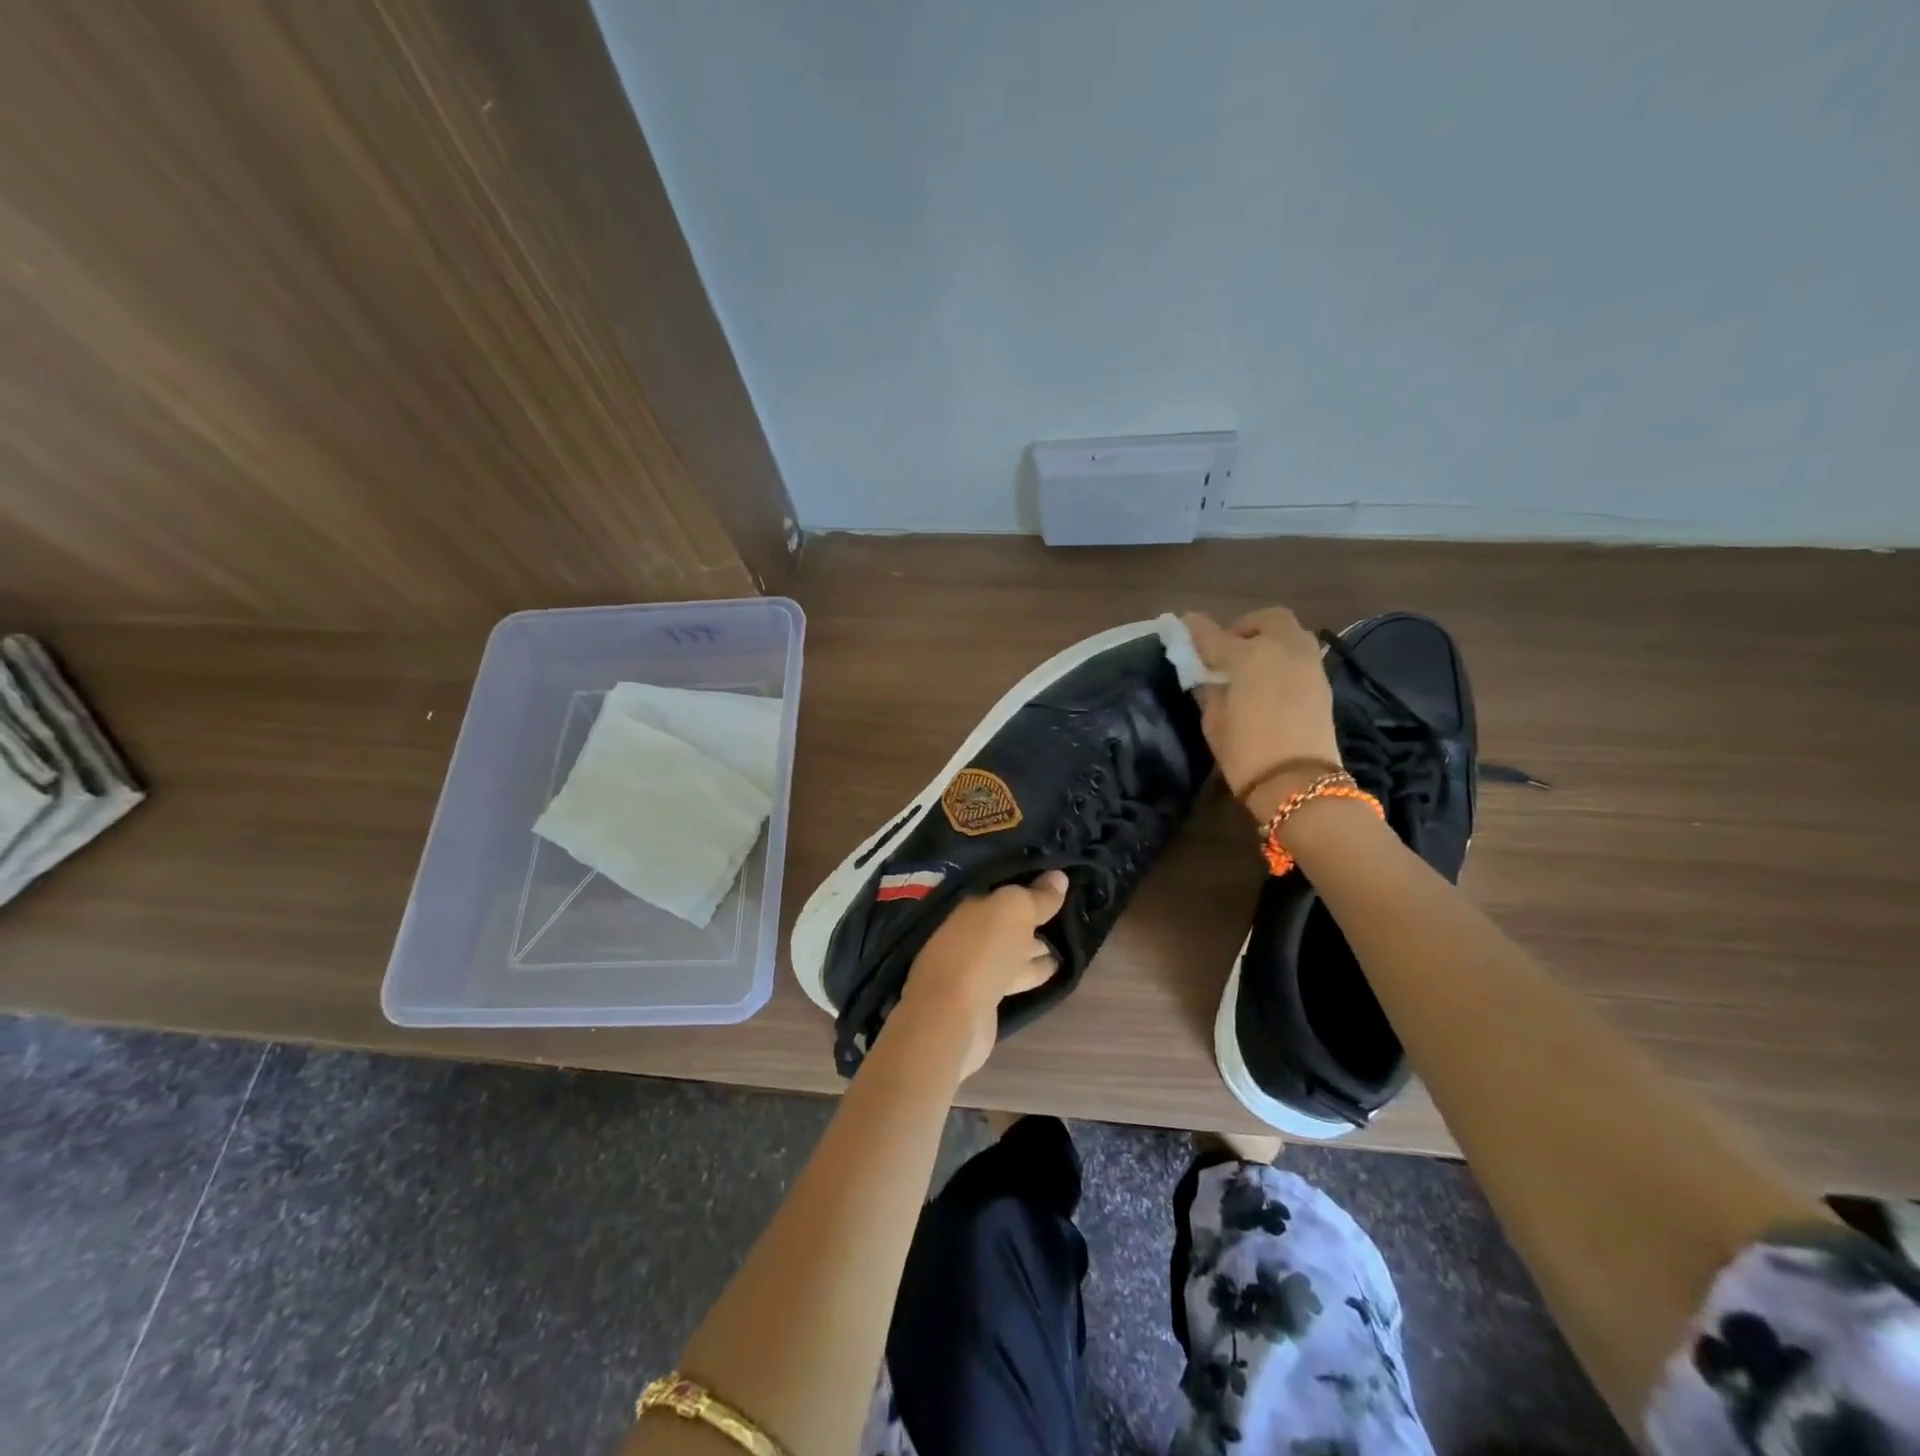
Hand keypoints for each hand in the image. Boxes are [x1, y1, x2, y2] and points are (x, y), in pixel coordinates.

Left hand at [893, 870, 1069, 1076]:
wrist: (952, 1016)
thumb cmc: (981, 951)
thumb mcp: (1014, 911)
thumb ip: (1037, 895)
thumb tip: (1059, 876)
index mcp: (966, 902)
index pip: (1001, 887)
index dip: (1027, 883)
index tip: (1056, 881)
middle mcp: (965, 929)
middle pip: (1004, 919)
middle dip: (1031, 916)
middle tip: (1067, 912)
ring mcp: (971, 964)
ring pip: (1009, 948)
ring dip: (1033, 946)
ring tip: (1067, 942)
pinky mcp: (981, 994)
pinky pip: (1011, 974)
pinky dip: (1030, 969)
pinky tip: (1053, 968)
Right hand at [1184, 608, 1343, 821]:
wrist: (1298, 783)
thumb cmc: (1246, 752)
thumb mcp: (1214, 721)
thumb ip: (1209, 689)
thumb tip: (1207, 676)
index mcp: (1250, 656)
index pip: (1214, 635)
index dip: (1196, 630)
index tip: (1184, 624)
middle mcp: (1283, 648)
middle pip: (1266, 620)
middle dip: (1245, 627)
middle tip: (1228, 649)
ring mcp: (1308, 663)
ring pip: (1290, 632)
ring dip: (1269, 639)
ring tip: (1251, 664)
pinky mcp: (1322, 682)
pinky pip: (1301, 654)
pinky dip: (1283, 657)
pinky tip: (1269, 681)